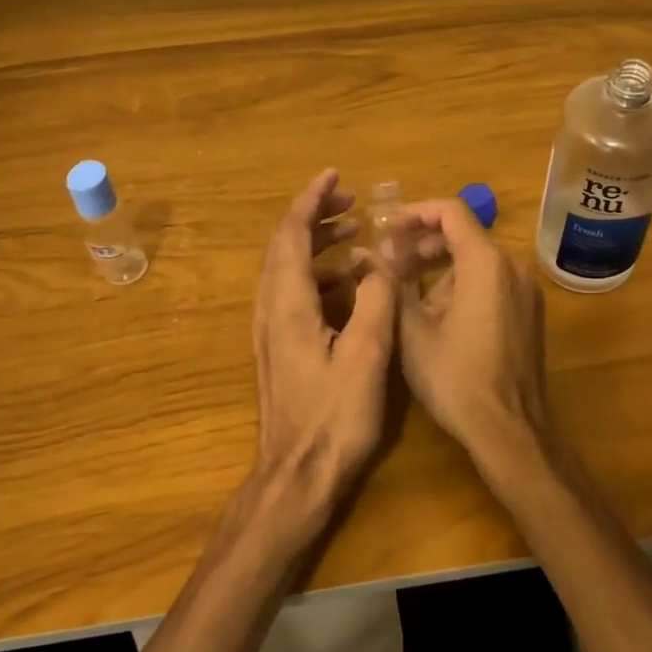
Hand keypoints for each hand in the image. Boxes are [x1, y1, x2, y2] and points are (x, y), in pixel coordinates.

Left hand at [251, 170, 396, 523]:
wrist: (296, 476)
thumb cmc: (334, 418)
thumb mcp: (366, 356)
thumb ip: (375, 301)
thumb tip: (380, 263)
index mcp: (288, 303)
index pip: (291, 234)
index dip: (311, 200)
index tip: (335, 176)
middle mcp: (271, 309)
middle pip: (284, 246)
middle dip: (315, 216)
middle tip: (352, 203)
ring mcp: (271, 330)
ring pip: (288, 269)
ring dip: (318, 244)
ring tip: (356, 234)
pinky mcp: (280, 348)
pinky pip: (295, 292)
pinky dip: (320, 273)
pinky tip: (352, 283)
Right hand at [396, 196, 553, 486]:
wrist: (510, 431)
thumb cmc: (457, 379)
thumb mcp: (412, 332)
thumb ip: (389, 285)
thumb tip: (367, 255)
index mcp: (486, 263)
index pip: (451, 212)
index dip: (415, 213)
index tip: (387, 229)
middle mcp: (513, 267)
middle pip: (465, 234)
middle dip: (423, 243)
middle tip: (389, 262)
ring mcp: (526, 290)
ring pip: (478, 259)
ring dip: (440, 265)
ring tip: (406, 290)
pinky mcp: (530, 312)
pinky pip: (493, 280)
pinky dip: (463, 282)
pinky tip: (437, 312)